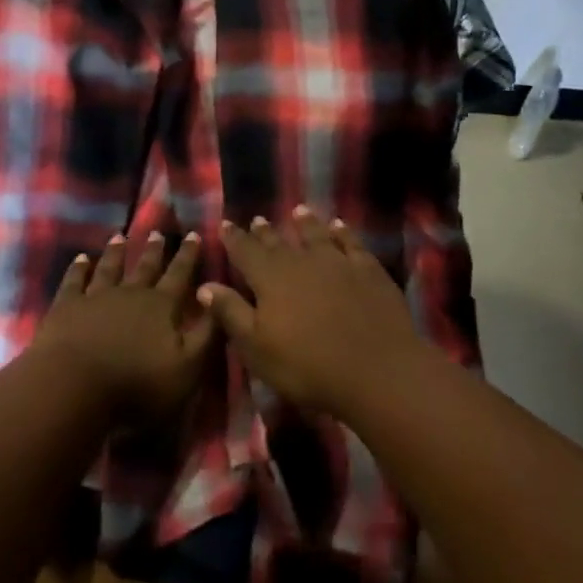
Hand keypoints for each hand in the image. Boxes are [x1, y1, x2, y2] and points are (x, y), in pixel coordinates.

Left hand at [33, 230, 214, 423]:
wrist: (76, 386)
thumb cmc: (138, 385)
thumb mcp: (188, 369)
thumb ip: (206, 334)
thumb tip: (216, 297)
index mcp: (162, 307)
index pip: (180, 275)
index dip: (189, 256)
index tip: (194, 234)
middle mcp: (131, 293)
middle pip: (145, 267)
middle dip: (154, 250)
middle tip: (158, 232)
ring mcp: (96, 296)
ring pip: (110, 267)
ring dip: (116, 252)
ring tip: (120, 236)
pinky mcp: (67, 306)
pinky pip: (74, 281)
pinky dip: (78, 268)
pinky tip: (80, 259)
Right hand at [197, 207, 426, 417]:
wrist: (376, 370)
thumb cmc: (307, 366)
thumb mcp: (257, 348)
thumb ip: (231, 313)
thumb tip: (205, 285)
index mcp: (270, 278)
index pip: (245, 252)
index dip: (233, 239)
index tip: (225, 224)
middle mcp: (301, 261)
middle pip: (278, 242)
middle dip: (265, 232)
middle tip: (257, 219)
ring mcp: (337, 262)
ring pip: (316, 235)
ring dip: (306, 223)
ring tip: (298, 211)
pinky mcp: (368, 270)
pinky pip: (351, 243)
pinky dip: (343, 232)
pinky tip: (339, 226)